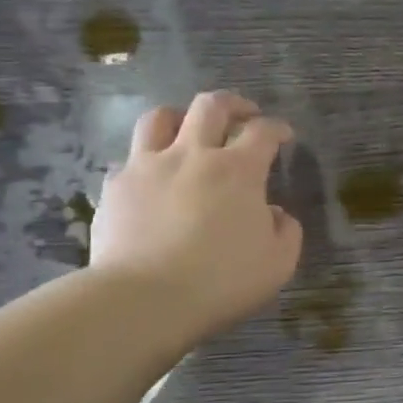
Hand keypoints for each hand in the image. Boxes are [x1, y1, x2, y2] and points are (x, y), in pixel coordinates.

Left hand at [90, 91, 302, 344]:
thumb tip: (275, 213)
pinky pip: (130, 158)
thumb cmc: (221, 282)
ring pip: (161, 117)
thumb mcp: (277, 264)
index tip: (284, 136)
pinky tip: (151, 179)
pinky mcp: (116, 185)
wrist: (145, 298)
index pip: (263, 132)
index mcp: (238, 171)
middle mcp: (193, 155)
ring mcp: (148, 165)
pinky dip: (146, 161)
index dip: (277, 129)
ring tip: (188, 131)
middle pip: (211, 106)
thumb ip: (286, 232)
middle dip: (233, 104)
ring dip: (181, 118)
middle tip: (243, 115)